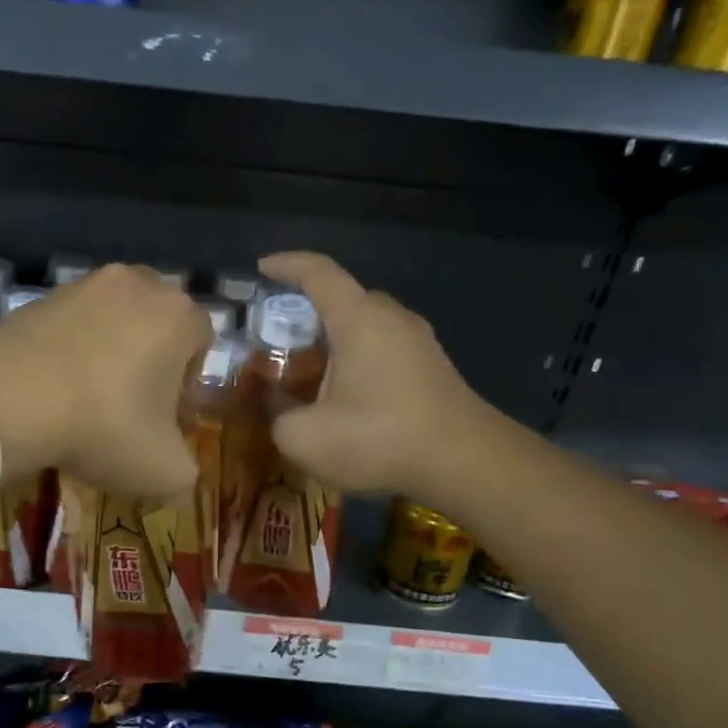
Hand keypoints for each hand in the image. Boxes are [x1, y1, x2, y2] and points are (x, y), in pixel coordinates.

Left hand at [0, 264, 208, 497]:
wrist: (8, 400)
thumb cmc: (105, 426)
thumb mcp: (164, 470)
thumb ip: (185, 471)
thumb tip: (178, 474)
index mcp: (178, 314)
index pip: (201, 342)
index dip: (187, 384)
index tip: (164, 419)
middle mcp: (136, 284)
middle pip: (154, 326)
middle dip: (147, 363)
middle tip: (128, 409)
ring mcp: (81, 286)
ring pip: (108, 324)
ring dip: (105, 356)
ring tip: (83, 404)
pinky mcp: (36, 298)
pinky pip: (66, 328)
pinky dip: (65, 354)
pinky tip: (50, 393)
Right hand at [258, 251, 500, 497]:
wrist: (466, 463)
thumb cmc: (380, 437)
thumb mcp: (304, 436)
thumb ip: (276, 415)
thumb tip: (275, 407)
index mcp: (358, 319)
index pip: (318, 272)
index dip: (286, 265)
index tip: (261, 267)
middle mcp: (390, 317)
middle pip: (342, 299)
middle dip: (305, 312)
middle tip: (276, 338)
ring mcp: (418, 341)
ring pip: (364, 326)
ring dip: (332, 341)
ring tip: (305, 372)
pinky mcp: (432, 367)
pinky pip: (383, 348)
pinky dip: (355, 359)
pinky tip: (343, 396)